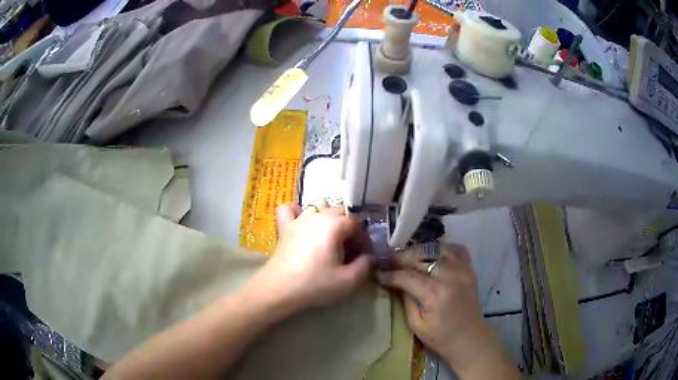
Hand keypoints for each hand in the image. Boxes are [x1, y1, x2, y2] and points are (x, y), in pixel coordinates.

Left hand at [246, 201, 370, 314]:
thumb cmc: (315, 284)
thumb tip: (371, 257)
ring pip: (317, 205)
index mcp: (334, 225)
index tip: (362, 254)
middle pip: (339, 211)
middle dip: (348, 227)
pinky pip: (289, 209)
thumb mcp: (348, 281)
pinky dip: (297, 212)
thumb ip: (365, 266)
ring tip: (328, 236)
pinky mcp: (284, 227)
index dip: (363, 238)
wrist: (279, 289)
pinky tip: (301, 224)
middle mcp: (317, 216)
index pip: (356, 223)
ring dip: (327, 216)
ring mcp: (298, 219)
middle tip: (348, 249)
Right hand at [377, 244, 519, 378]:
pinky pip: (456, 250)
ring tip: (408, 257)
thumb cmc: (440, 337)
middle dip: (401, 258)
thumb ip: (405, 299)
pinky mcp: (470, 270)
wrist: (469, 338)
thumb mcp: (416, 324)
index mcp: (436, 293)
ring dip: (420, 251)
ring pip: (437, 249)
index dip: (391, 274)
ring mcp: (463, 270)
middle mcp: (451, 276)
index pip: (408, 276)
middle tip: (388, 261)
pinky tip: (432, 255)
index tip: (378, 273)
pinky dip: (442, 249)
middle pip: (421, 257)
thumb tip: (395, 282)